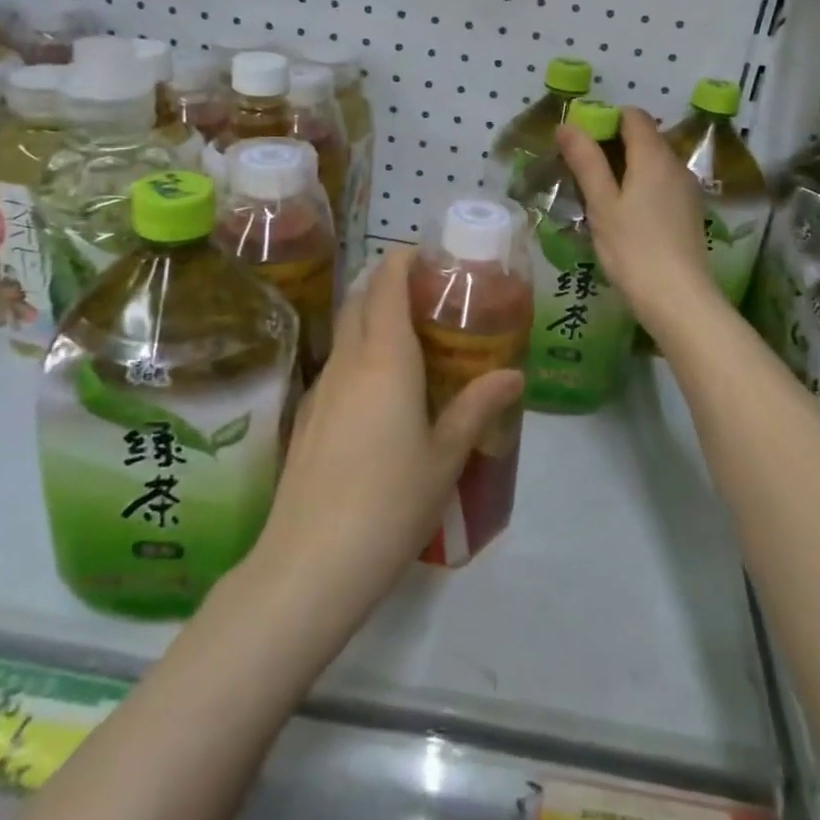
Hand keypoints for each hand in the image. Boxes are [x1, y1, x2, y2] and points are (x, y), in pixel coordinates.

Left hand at [249, 247, 523, 631]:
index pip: (387, 284)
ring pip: (346, 332)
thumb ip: (477, 407)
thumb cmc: (391, 502)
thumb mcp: (446, 456)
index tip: (430, 255)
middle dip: (390, 283)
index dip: (404, 260)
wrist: (310, 564)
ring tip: (413, 337)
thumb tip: (513, 375)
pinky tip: (382, 390)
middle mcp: (348, 361)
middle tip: (430, 294)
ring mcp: (321, 388)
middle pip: (362, 300)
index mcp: (386, 359)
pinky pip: (337, 364)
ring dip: (373, 317)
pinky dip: (360, 353)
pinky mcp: (307, 417)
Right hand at [555, 107, 719, 326]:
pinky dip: (641, 186)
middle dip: (612, 145)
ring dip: (625, 168)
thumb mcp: (602, 204)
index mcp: (654, 156)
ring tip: (597, 195)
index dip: (605, 120)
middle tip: (581, 171)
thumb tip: (568, 125)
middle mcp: (675, 164)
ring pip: (653, 162)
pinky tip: (623, 215)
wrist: (679, 299)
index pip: (632, 116)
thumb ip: (586, 161)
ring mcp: (686, 188)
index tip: (579, 142)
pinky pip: (662, 183)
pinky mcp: (689, 211)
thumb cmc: (633, 249)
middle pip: (644, 137)